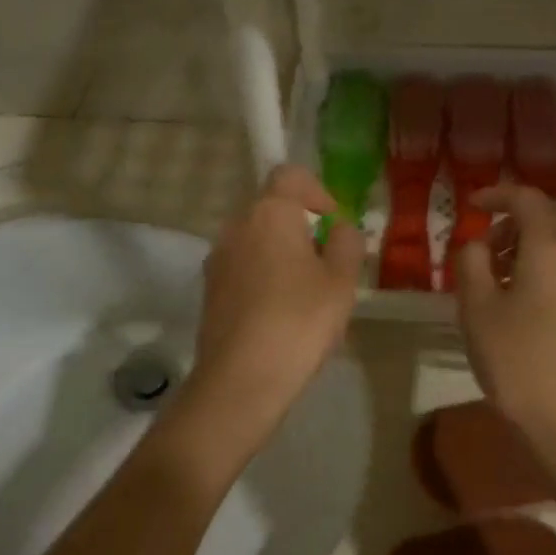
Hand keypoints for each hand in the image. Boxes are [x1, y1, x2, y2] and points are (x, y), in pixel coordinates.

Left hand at [186, 165, 363, 435]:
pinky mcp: (209, 290)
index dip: (318, 192)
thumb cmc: (299, 321)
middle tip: (327, 265)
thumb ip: (346, 243)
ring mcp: (217, 259)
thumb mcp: (341, 281)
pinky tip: (280, 315)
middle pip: (272, 209)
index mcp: (269, 213)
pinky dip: (263, 277)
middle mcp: (236, 226)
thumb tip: (338, 228)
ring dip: (282, 254)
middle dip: (302, 228)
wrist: (241, 379)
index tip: (333, 226)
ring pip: (256, 241)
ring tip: (306, 295)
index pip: (290, 175)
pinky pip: (243, 268)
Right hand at [454, 185, 555, 453]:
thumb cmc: (513, 358)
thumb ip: (471, 260)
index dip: (496, 195)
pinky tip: (521, 294)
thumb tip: (477, 244)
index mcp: (551, 248)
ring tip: (496, 273)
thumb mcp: (475, 306)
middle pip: (550, 216)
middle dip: (515, 218)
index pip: (527, 199)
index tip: (470, 205)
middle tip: (483, 243)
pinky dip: (544, 263)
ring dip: (529, 242)